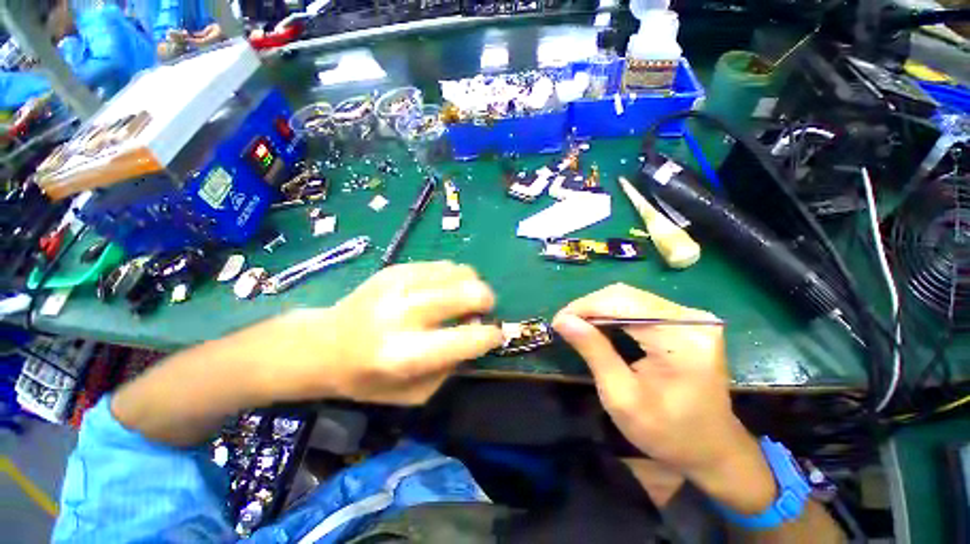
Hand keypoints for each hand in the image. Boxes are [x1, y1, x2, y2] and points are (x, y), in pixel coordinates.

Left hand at [254, 261, 503, 404]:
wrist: (322, 344)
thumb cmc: (367, 378)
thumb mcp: (413, 394)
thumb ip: (450, 367)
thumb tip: (476, 334)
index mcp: (405, 354)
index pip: (467, 338)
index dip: (491, 335)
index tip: (496, 334)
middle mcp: (403, 314)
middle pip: (468, 292)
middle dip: (486, 301)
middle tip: (482, 311)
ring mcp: (399, 284)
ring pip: (459, 271)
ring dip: (471, 285)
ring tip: (462, 298)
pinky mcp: (396, 269)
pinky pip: (442, 264)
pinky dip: (453, 276)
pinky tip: (444, 289)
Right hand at [553, 284, 775, 514]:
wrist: (713, 448)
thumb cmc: (667, 432)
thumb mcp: (621, 397)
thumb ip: (593, 351)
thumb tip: (562, 320)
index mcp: (680, 341)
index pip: (622, 304)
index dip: (584, 307)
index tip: (558, 321)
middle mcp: (691, 319)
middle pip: (626, 295)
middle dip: (589, 306)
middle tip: (566, 323)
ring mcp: (693, 317)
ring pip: (631, 296)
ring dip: (600, 308)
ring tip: (579, 324)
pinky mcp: (688, 321)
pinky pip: (641, 305)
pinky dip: (615, 312)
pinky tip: (602, 325)